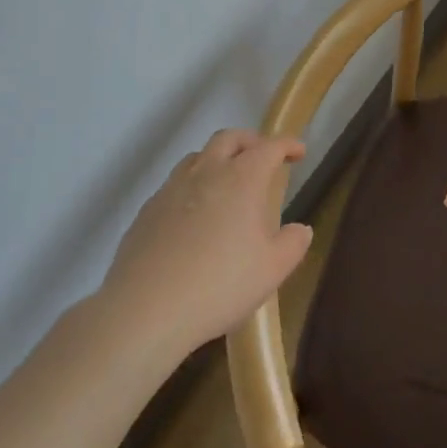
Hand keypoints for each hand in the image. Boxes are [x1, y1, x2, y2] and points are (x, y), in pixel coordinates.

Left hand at [101, 130, 311, 358]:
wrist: (146, 310)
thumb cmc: (220, 285)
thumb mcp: (272, 269)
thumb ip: (292, 244)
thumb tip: (300, 229)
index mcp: (242, 179)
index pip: (269, 147)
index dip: (287, 145)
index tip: (298, 152)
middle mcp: (206, 173)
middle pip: (229, 138)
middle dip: (250, 141)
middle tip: (263, 156)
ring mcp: (171, 189)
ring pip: (197, 157)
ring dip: (217, 159)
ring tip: (227, 181)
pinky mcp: (147, 211)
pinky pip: (174, 184)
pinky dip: (192, 186)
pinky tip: (194, 215)